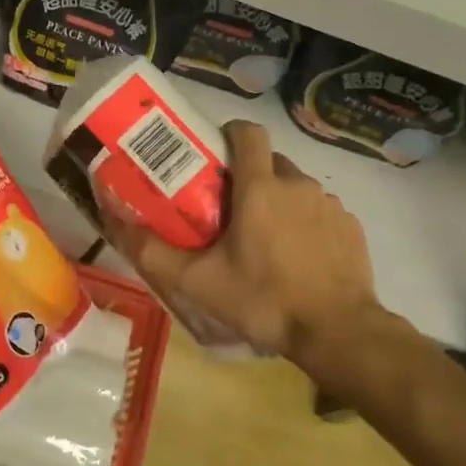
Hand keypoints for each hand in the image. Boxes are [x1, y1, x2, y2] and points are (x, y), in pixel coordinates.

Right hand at [101, 120, 384, 360]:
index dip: (228, 134)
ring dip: (277, 200)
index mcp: (260, 187)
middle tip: (226, 208)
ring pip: (294, 186)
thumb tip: (114, 219)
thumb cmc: (264, 301)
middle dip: (247, 175)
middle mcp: (297, 184)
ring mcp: (329, 204)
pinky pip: (319, 210)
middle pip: (268, 160)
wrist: (338, 334)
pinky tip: (296, 257)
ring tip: (262, 239)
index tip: (212, 157)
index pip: (246, 131)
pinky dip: (304, 222)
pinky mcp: (351, 227)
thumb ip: (153, 250)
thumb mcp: (198, 281)